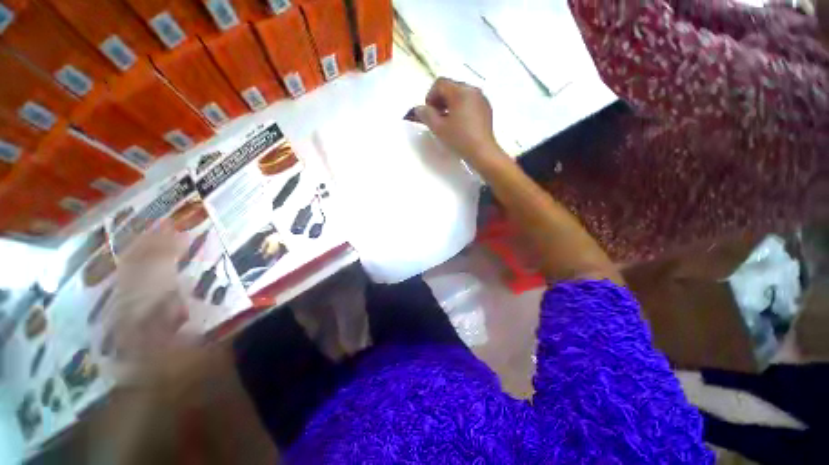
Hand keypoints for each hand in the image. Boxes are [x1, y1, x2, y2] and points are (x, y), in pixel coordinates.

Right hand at [412, 78, 505, 164]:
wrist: (482, 152)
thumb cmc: (459, 139)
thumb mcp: (438, 128)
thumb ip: (426, 115)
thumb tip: (418, 108)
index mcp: (460, 91)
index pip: (440, 83)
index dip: (430, 96)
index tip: (429, 113)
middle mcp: (472, 90)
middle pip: (451, 87)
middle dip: (440, 100)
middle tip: (436, 118)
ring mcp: (481, 98)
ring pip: (460, 94)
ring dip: (450, 105)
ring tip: (447, 122)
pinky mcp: (486, 108)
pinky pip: (470, 102)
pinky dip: (461, 108)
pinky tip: (459, 124)